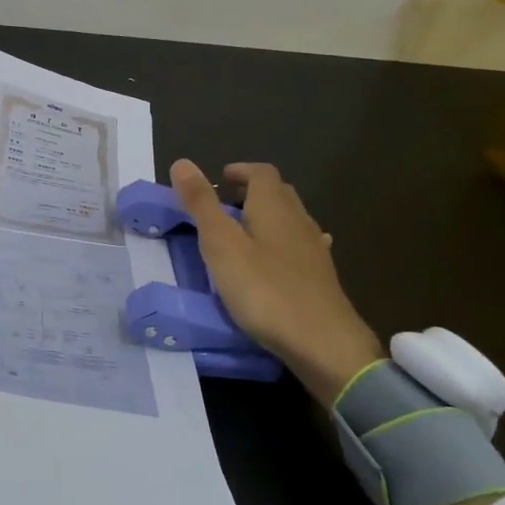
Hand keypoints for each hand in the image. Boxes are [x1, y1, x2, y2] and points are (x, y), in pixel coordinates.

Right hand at [170, 159, 382, 406]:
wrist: (322, 342)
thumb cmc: (265, 290)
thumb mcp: (221, 245)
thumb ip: (201, 204)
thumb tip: (181, 162)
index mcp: (274, 207)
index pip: (261, 173)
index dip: (240, 171)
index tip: (219, 180)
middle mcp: (299, 220)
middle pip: (278, 193)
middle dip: (251, 192)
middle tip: (224, 206)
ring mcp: (314, 250)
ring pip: (290, 220)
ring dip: (266, 218)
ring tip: (242, 234)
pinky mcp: (320, 277)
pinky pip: (299, 248)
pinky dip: (282, 245)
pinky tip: (276, 262)